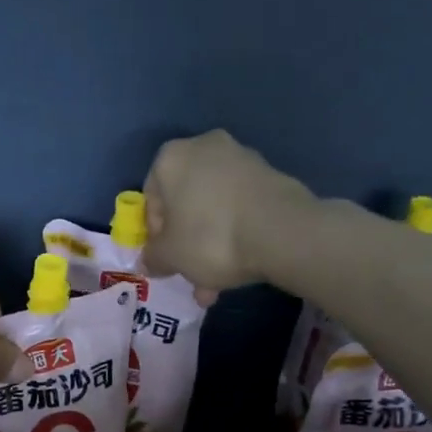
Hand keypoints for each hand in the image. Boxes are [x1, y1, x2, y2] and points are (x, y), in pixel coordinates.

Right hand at [141, 131, 314, 294]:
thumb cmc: (209, 237)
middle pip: (186, 203)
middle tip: (191, 274)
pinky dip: (236, 232)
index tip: (165, 258)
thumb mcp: (170, 256)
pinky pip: (240, 207)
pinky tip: (240, 265)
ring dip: (211, 243)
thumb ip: (153, 257)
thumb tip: (149, 261)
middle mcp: (205, 148)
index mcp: (171, 158)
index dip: (155, 234)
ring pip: (214, 208)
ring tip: (217, 284)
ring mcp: (242, 159)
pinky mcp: (270, 175)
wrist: (282, 231)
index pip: (151, 198)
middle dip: (187, 242)